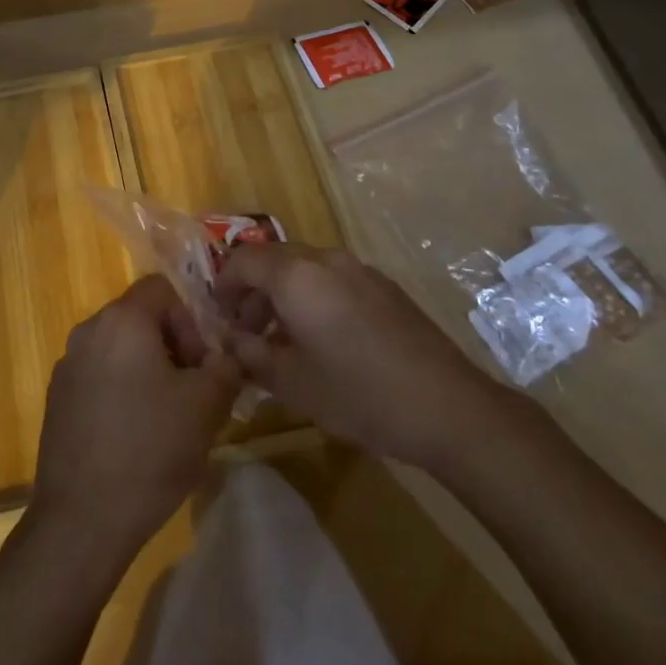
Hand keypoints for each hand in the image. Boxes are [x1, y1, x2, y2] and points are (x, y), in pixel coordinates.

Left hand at [30, 275, 240, 556]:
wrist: (82, 518)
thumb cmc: (150, 449)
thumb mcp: (206, 406)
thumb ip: (226, 367)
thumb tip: (229, 355)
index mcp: (122, 320)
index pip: (161, 289)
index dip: (189, 320)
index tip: (200, 366)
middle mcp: (89, 331)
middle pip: (139, 317)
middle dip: (171, 347)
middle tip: (190, 393)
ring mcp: (67, 365)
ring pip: (119, 349)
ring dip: (147, 370)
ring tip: (165, 418)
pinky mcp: (57, 398)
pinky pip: (98, 376)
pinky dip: (120, 391)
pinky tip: (133, 437)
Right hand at [215, 243, 515, 468]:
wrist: (446, 405)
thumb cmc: (358, 393)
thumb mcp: (291, 382)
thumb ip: (250, 354)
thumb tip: (228, 340)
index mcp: (296, 275)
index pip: (241, 260)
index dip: (223, 286)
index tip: (219, 319)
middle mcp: (324, 259)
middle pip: (272, 259)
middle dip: (252, 291)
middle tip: (247, 333)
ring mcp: (358, 268)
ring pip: (303, 268)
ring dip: (282, 294)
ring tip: (282, 340)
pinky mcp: (383, 285)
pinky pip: (332, 278)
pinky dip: (312, 296)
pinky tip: (323, 340)